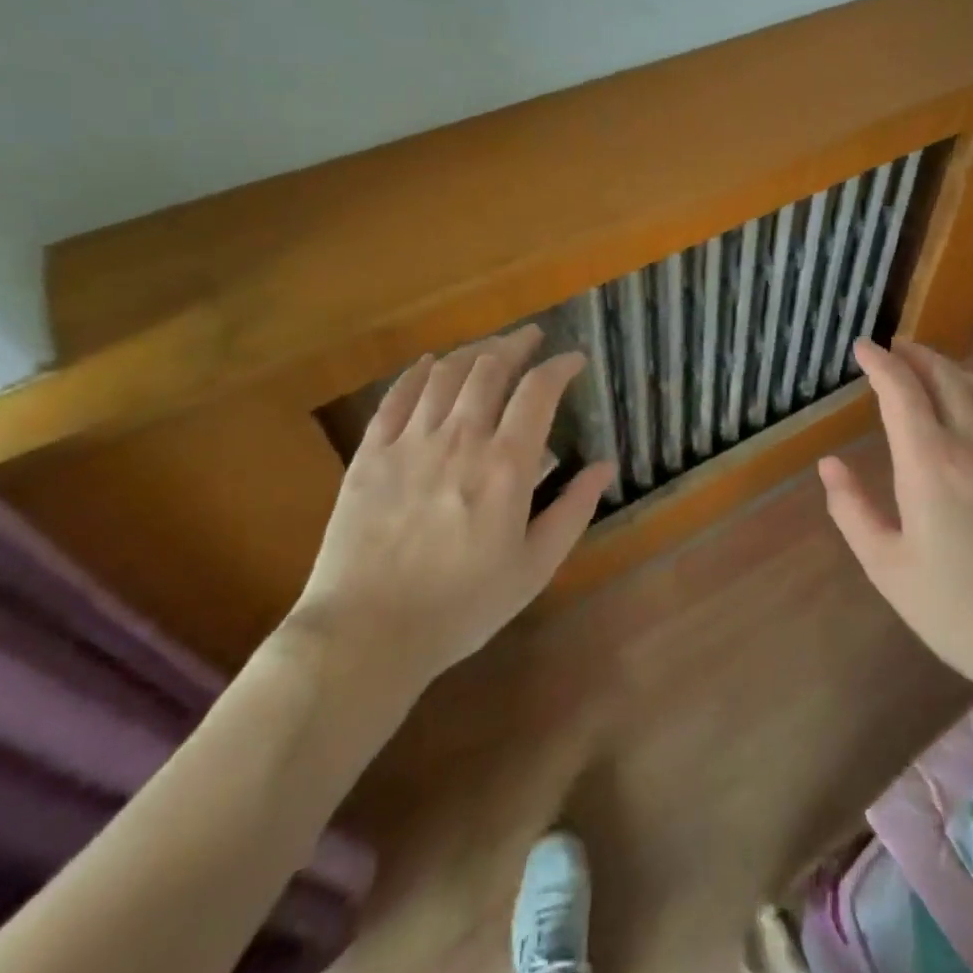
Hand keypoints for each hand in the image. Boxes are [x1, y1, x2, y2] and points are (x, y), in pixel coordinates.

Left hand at [287, 326, 615, 698]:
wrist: (365, 635)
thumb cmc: (461, 607)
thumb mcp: (534, 567)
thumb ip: (574, 510)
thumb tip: (606, 465)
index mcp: (506, 465)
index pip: (538, 390)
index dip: (560, 366)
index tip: (574, 359)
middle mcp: (460, 438)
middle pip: (490, 368)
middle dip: (516, 344)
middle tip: (531, 337)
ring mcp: (410, 441)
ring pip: (446, 373)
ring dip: (473, 351)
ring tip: (489, 347)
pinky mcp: (370, 453)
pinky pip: (396, 396)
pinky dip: (417, 372)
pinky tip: (429, 363)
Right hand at [819, 338, 972, 697]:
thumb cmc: (958, 609)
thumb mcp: (887, 567)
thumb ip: (852, 510)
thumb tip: (829, 465)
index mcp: (930, 462)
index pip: (901, 390)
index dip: (880, 362)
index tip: (863, 347)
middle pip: (946, 378)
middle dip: (918, 355)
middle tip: (897, 346)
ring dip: (952, 369)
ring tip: (933, 367)